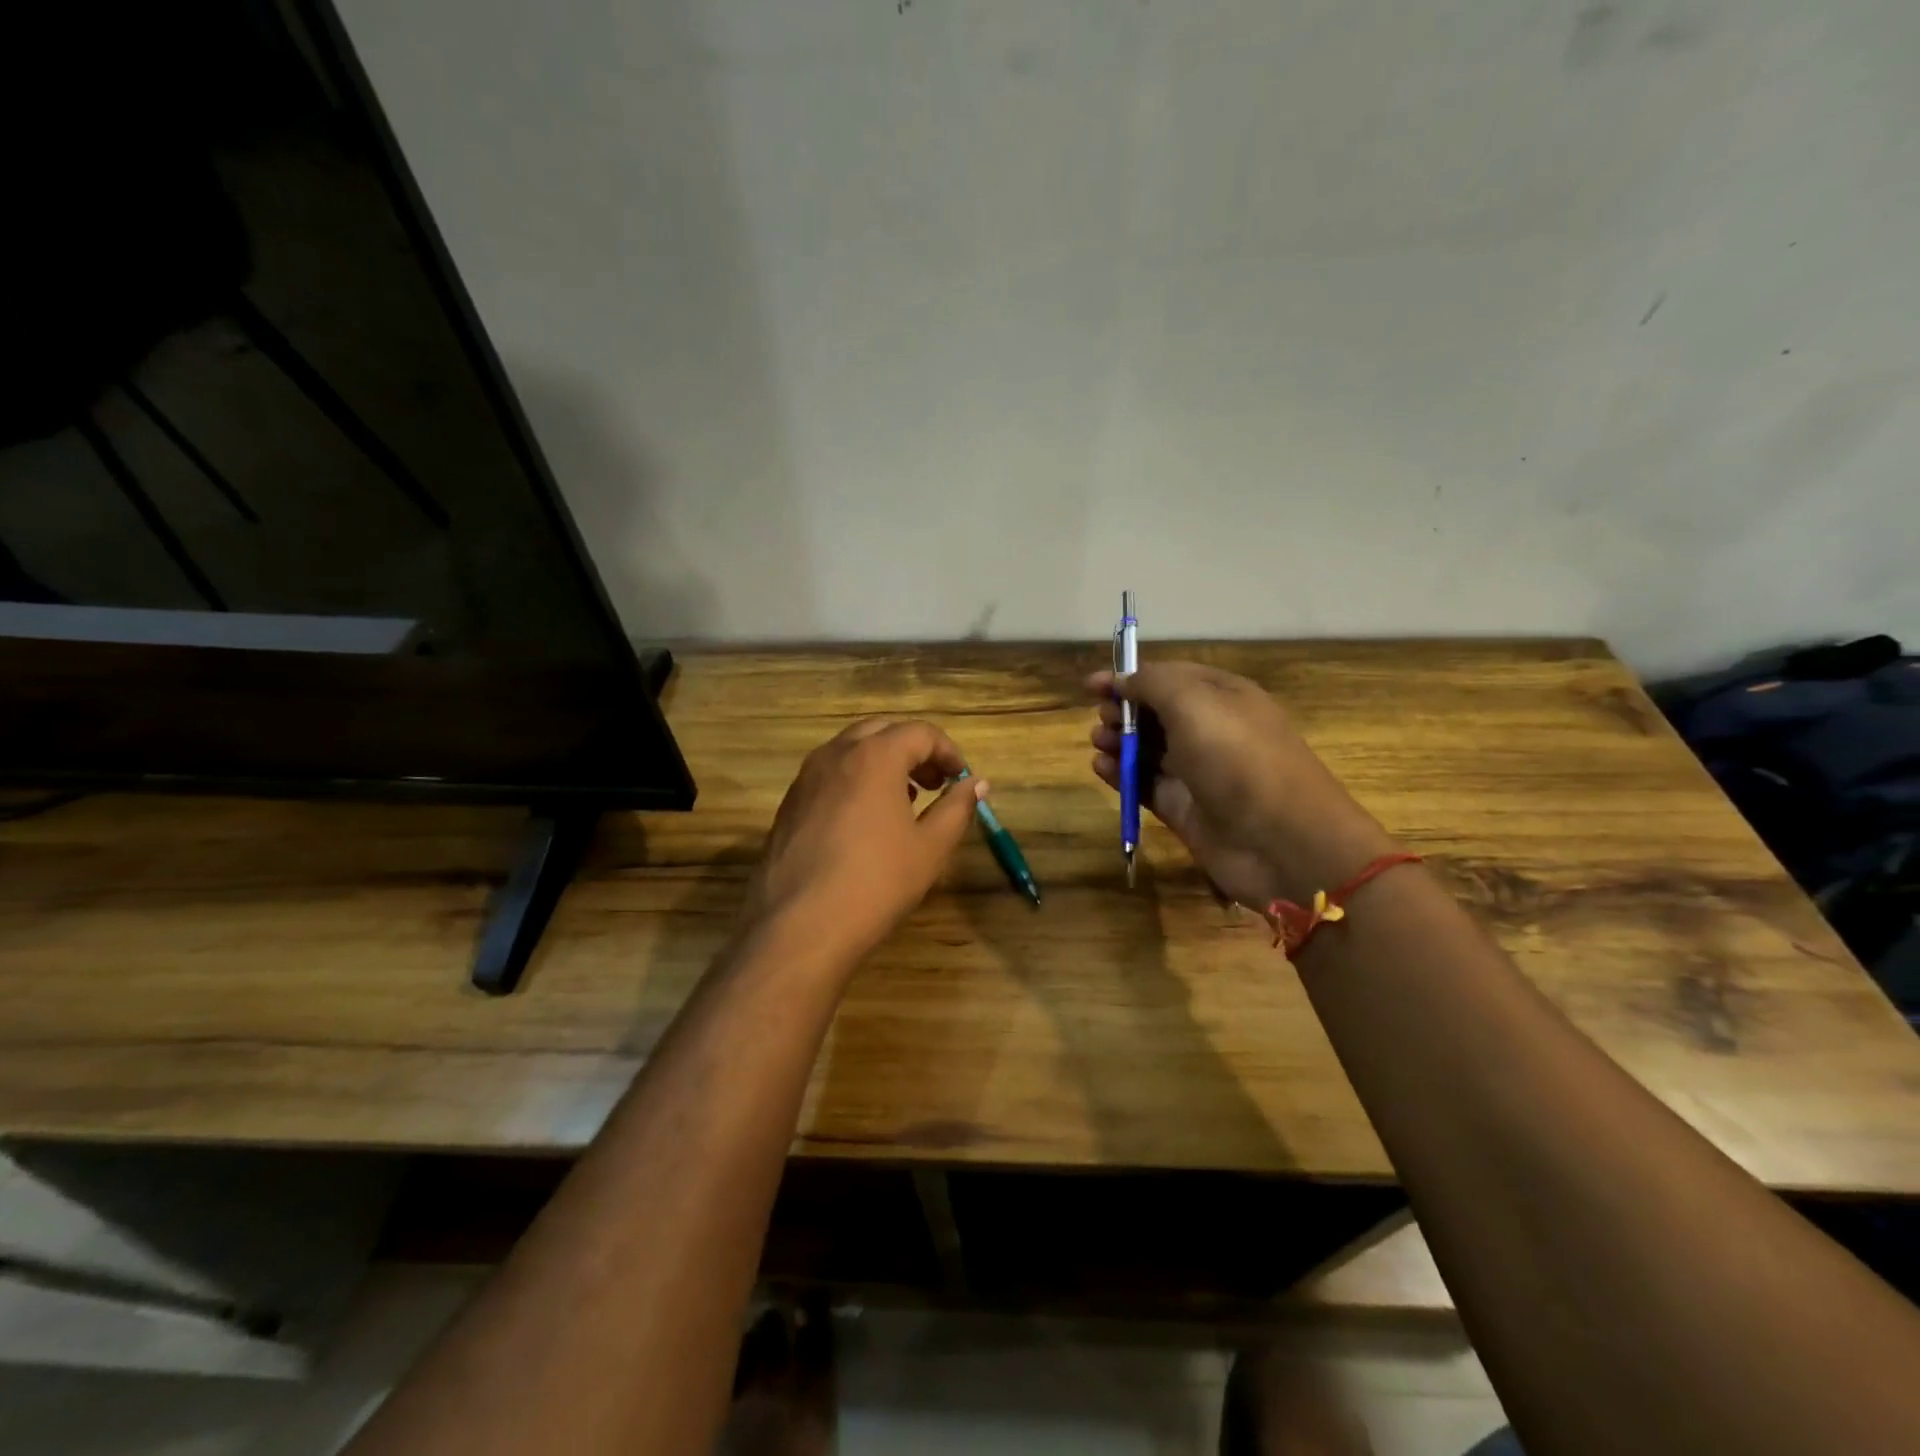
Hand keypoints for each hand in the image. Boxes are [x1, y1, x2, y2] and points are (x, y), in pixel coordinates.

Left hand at [747, 718, 986, 965]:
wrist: (799, 928)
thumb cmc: (876, 883)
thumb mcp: (930, 848)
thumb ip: (957, 808)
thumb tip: (976, 783)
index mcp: (874, 756)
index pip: (919, 732)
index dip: (947, 751)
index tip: (960, 779)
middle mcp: (835, 755)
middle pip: (881, 731)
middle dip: (913, 749)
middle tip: (935, 782)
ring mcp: (805, 778)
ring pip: (850, 750)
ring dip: (883, 762)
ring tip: (905, 800)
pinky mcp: (788, 805)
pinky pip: (828, 775)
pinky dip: (855, 780)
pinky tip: (866, 821)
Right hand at [1087, 662, 1395, 908]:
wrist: (1282, 843)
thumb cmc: (1238, 760)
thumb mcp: (1195, 704)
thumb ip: (1153, 684)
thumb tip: (1123, 680)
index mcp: (1223, 696)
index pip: (1170, 677)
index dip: (1131, 677)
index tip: (1092, 685)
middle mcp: (1211, 730)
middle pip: (1157, 712)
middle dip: (1124, 710)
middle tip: (1103, 718)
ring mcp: (1198, 772)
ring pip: (1149, 749)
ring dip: (1120, 742)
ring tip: (1099, 744)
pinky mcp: (1185, 808)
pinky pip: (1146, 785)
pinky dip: (1122, 776)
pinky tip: (1101, 769)